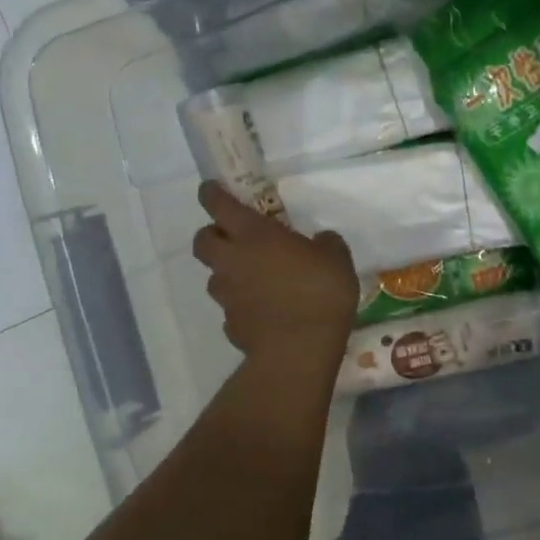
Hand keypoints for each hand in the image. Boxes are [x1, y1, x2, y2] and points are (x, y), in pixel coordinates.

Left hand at [192, 181, 357, 363]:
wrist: (299, 351)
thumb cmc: (319, 293)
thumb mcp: (337, 259)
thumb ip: (325, 244)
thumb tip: (320, 240)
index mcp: (254, 235)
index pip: (219, 205)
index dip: (211, 193)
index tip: (211, 188)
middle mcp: (232, 260)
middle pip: (202, 240)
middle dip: (212, 234)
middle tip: (233, 237)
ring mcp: (228, 295)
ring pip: (214, 276)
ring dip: (228, 272)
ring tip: (254, 278)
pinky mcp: (230, 324)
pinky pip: (231, 307)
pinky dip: (242, 305)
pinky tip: (264, 311)